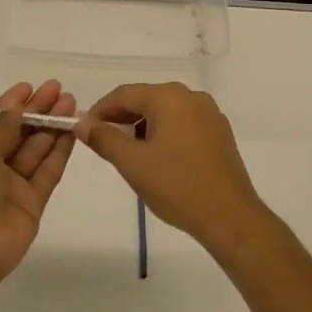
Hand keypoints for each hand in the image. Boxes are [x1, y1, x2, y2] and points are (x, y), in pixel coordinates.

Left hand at [0, 81, 76, 304]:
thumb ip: (1, 130)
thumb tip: (16, 109)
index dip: (10, 105)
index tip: (30, 87)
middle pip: (16, 133)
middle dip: (36, 111)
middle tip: (58, 90)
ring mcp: (11, 186)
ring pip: (35, 150)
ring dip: (51, 127)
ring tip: (70, 104)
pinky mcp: (32, 204)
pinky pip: (46, 173)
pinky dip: (58, 152)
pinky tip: (71, 132)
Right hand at [77, 83, 269, 259]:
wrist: (229, 216)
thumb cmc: (176, 185)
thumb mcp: (132, 163)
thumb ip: (103, 138)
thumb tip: (81, 123)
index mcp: (168, 97)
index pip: (124, 94)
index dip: (100, 110)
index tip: (84, 129)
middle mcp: (191, 96)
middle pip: (146, 99)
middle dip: (121, 118)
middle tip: (103, 141)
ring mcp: (209, 113)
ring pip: (165, 111)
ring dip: (143, 126)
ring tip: (130, 152)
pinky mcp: (219, 132)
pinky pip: (183, 123)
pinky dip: (165, 133)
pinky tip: (159, 157)